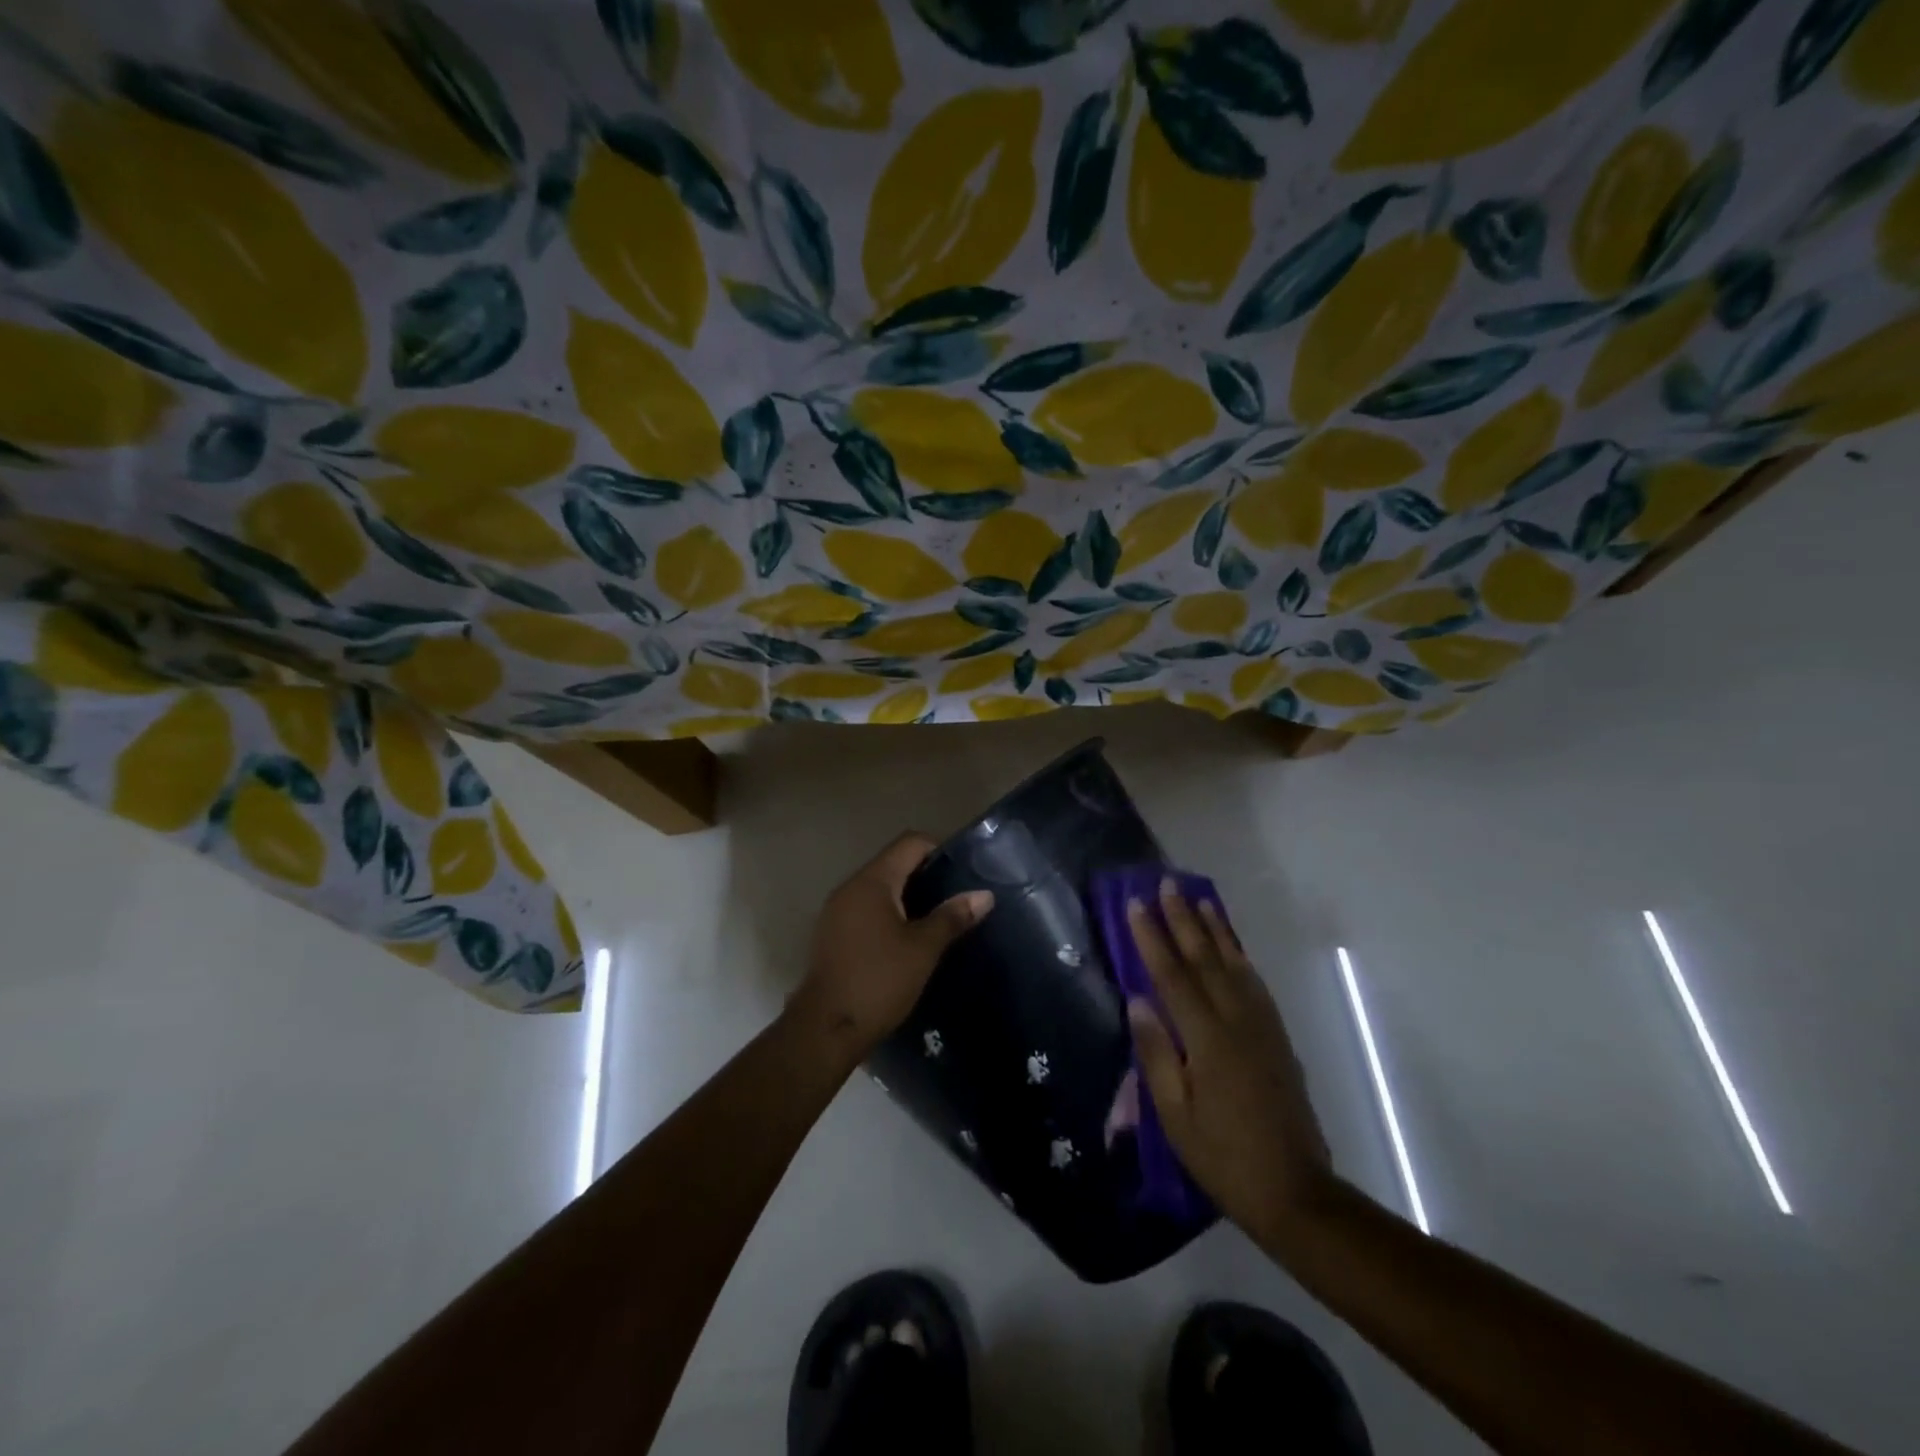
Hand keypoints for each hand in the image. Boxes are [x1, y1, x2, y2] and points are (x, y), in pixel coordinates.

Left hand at [788, 833, 992, 1064]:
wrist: (826, 1029)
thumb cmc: (879, 981)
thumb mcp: (923, 949)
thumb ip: (952, 917)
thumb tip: (984, 895)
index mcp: (872, 881)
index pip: (909, 843)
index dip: (939, 849)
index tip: (965, 870)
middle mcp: (850, 887)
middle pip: (894, 863)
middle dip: (927, 875)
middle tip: (958, 896)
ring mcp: (837, 911)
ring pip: (880, 888)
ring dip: (908, 897)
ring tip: (939, 918)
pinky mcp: (833, 934)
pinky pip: (867, 909)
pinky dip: (890, 914)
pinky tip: (909, 938)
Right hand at [1126, 880, 1333, 1246]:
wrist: (1296, 1192)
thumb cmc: (1223, 1156)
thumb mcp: (1175, 1115)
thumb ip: (1156, 1054)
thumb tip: (1137, 1001)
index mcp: (1207, 1040)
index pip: (1172, 976)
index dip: (1152, 938)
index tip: (1135, 903)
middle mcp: (1236, 1022)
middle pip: (1205, 959)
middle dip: (1183, 919)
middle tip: (1167, 883)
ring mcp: (1262, 1028)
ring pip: (1234, 965)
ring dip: (1216, 929)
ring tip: (1202, 899)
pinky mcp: (1278, 1038)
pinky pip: (1255, 984)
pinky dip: (1241, 957)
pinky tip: (1233, 947)